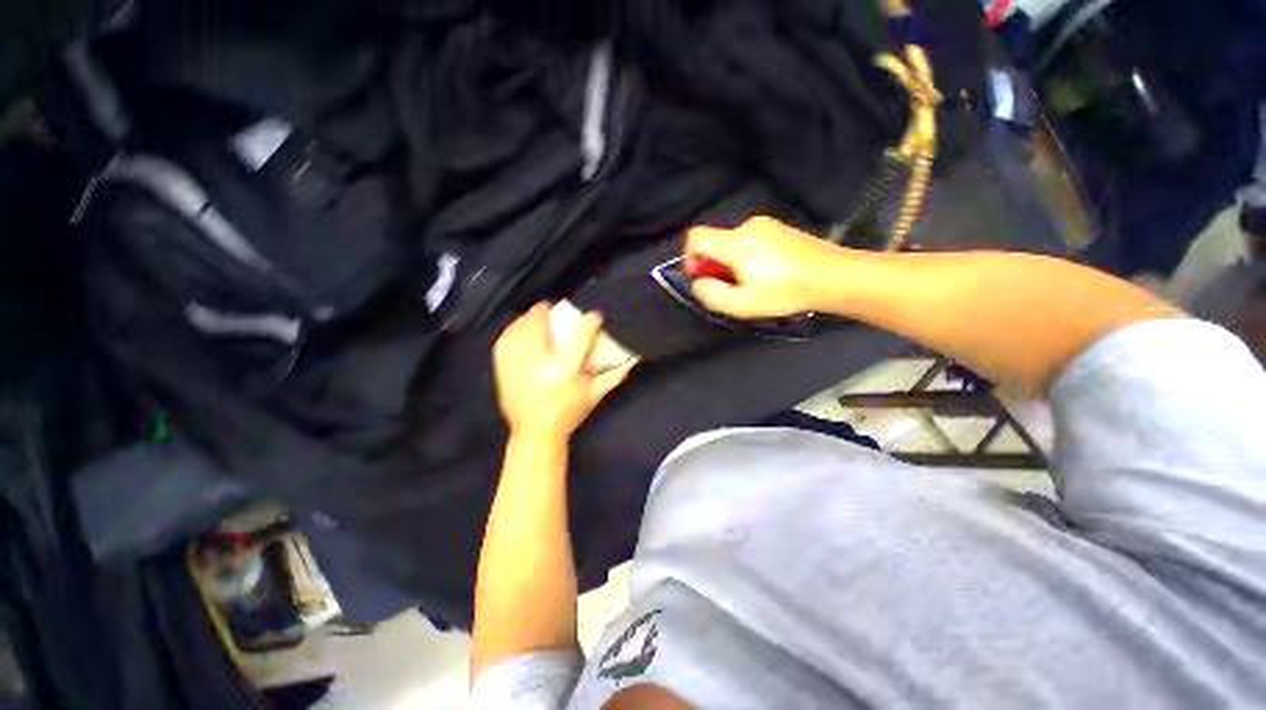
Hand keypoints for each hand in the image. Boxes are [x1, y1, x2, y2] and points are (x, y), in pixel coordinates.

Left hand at [493, 303, 634, 441]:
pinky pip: (503, 342)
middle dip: (545, 311)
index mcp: (566, 370)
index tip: (594, 315)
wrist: (536, 433)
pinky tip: (517, 329)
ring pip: (518, 331)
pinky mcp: (503, 371)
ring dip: (527, 318)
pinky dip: (510, 331)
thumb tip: (634, 358)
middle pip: (539, 326)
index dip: (590, 322)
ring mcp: (518, 366)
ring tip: (534, 315)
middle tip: (551, 307)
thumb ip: (615, 375)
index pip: (580, 337)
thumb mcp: (595, 395)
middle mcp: (540, 364)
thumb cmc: (569, 413)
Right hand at [685, 216, 843, 318]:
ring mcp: (766, 225)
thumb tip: (697, 283)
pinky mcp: (780, 229)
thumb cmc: (785, 292)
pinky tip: (767, 274)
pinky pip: (751, 241)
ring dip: (732, 263)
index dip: (690, 257)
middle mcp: (748, 227)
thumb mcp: (743, 304)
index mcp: (735, 243)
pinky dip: (748, 257)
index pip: (696, 237)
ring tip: (752, 284)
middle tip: (730, 288)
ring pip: (733, 243)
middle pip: (715, 242)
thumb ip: (712, 294)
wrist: (834, 277)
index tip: (702, 277)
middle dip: (714, 265)